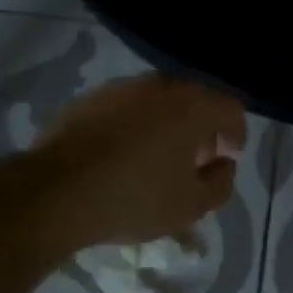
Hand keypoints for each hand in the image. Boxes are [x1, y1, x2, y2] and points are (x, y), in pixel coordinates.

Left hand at [31, 75, 247, 248]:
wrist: (56, 191)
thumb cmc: (135, 198)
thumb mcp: (191, 206)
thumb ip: (220, 183)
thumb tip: (224, 165)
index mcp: (193, 107)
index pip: (230, 109)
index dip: (236, 132)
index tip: (229, 155)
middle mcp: (162, 86)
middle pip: (195, 100)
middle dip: (202, 127)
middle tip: (196, 158)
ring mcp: (122, 88)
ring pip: (159, 101)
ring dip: (167, 124)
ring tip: (158, 157)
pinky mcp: (90, 98)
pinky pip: (126, 108)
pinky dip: (135, 124)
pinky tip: (123, 153)